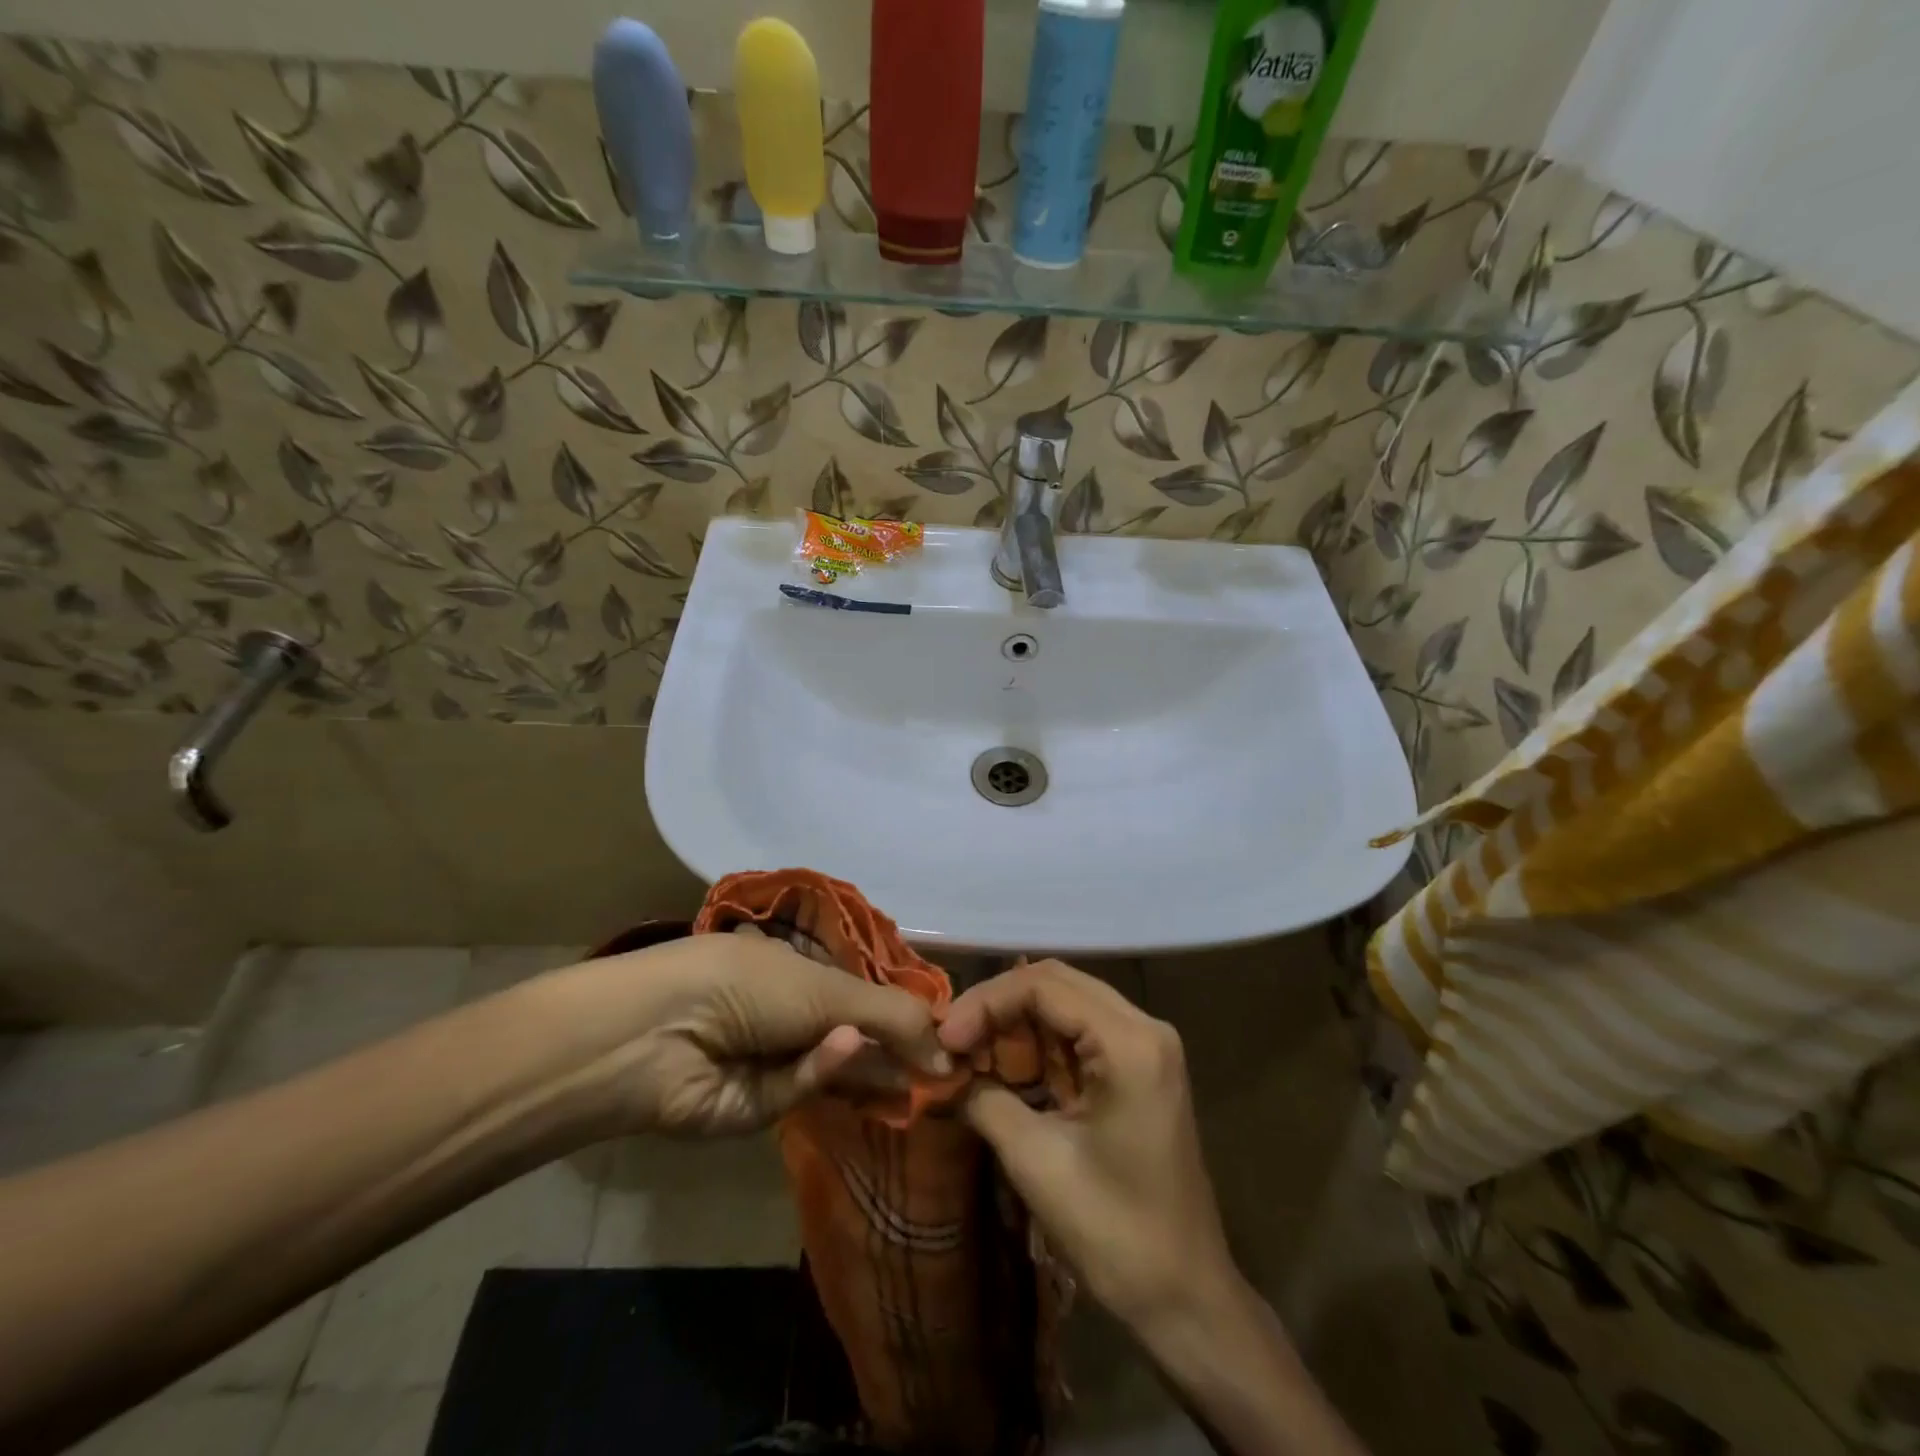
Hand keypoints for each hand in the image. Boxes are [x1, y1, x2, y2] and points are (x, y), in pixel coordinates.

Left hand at [565, 933, 949, 1136]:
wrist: (663, 1030)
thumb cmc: (751, 984)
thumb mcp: (830, 990)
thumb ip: (893, 1019)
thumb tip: (950, 1055)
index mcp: (803, 971)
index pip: (865, 994)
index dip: (904, 1013)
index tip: (949, 1035)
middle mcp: (791, 1014)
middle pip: (857, 1036)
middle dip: (897, 1050)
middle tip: (946, 1071)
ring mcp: (775, 1061)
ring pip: (837, 1070)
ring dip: (873, 1069)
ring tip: (924, 1078)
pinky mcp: (758, 1107)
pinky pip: (802, 1090)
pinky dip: (822, 1072)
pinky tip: (843, 1050)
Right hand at [938, 960, 1235, 1328]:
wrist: (1185, 1298)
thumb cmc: (1115, 1232)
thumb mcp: (1038, 1162)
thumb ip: (986, 1101)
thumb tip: (945, 1072)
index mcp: (1130, 1042)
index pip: (1044, 986)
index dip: (986, 1003)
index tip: (945, 1038)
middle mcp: (1144, 1027)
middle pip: (1057, 984)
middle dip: (998, 1006)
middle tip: (952, 1039)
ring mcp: (1146, 1046)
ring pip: (1066, 1004)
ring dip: (1016, 1022)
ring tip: (970, 1050)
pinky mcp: (1140, 1067)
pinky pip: (1080, 1033)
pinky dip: (1038, 1043)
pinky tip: (1005, 1064)